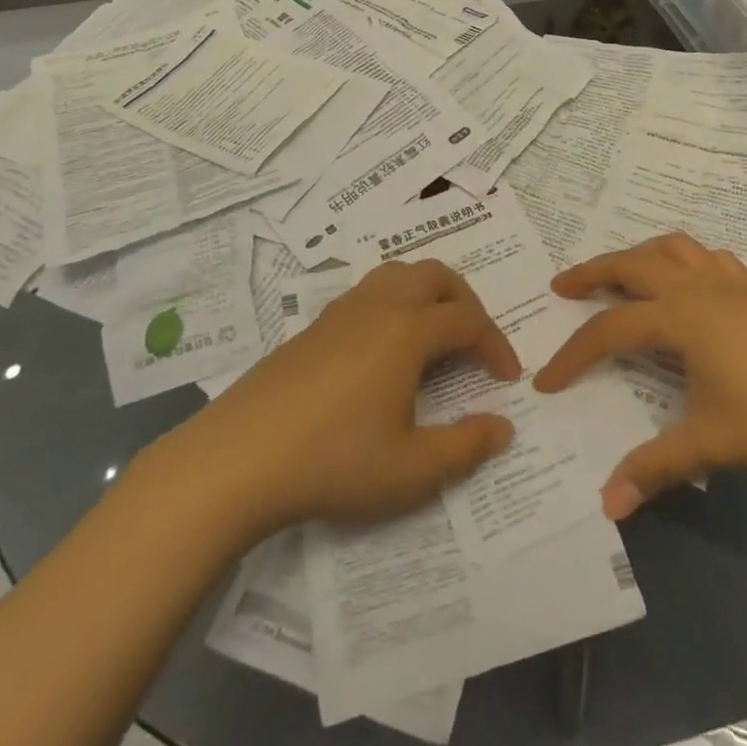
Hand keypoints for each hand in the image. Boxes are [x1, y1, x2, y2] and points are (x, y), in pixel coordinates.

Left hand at [173, 259, 520, 536]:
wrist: (239, 457)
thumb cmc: (333, 461)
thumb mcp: (410, 470)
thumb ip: (465, 447)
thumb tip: (503, 426)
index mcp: (407, 330)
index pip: (468, 320)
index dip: (495, 345)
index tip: (507, 379)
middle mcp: (379, 306)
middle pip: (436, 276)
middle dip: (466, 303)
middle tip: (475, 344)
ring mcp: (342, 311)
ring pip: (399, 274)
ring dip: (429, 295)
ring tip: (435, 337)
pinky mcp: (314, 325)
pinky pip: (369, 293)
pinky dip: (395, 305)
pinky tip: (385, 352)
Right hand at [533, 233, 746, 518]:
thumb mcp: (712, 445)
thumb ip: (654, 468)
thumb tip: (607, 506)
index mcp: (679, 318)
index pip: (610, 331)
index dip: (573, 355)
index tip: (546, 381)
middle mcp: (697, 290)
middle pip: (632, 265)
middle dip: (592, 272)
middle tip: (562, 286)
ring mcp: (730, 286)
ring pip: (672, 248)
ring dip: (639, 254)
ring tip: (621, 273)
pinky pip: (711, 259)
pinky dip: (688, 259)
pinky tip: (690, 282)